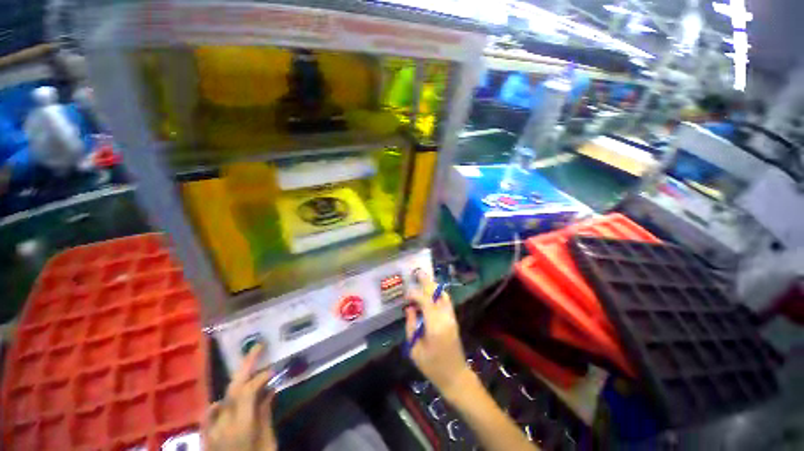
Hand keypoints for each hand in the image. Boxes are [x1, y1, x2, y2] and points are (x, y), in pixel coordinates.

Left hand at [201, 344, 276, 450]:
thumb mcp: (268, 443)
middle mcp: (222, 424)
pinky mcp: (207, 437)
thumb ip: (265, 414)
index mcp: (240, 426)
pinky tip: (225, 400)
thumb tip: (270, 390)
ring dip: (236, 381)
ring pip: (221, 397)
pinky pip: (210, 413)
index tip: (274, 368)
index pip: (247, 391)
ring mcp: (211, 430)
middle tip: (258, 346)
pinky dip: (220, 401)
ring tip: (248, 368)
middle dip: (245, 364)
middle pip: (232, 388)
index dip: (261, 376)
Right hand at [405, 271, 473, 398]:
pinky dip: (438, 293)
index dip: (414, 294)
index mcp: (435, 326)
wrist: (455, 376)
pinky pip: (446, 300)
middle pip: (435, 294)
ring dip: (433, 285)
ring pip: (442, 295)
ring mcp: (451, 317)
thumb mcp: (415, 349)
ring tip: (423, 279)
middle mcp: (445, 317)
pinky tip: (431, 290)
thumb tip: (409, 308)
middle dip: (426, 282)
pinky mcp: (453, 319)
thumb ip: (411, 326)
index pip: (425, 301)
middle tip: (417, 272)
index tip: (406, 295)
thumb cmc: (432, 366)